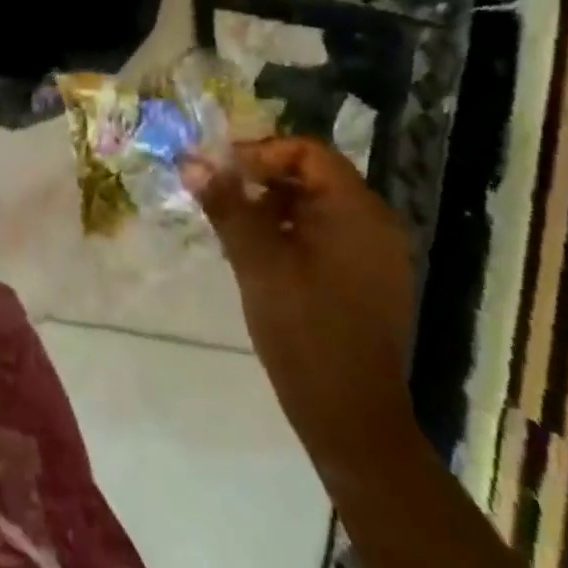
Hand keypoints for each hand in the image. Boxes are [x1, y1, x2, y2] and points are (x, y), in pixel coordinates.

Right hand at [185, 137, 415, 469]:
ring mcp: (374, 253)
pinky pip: (326, 234)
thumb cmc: (304, 329)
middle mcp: (374, 223)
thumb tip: (192, 162)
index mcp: (355, 210)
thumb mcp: (256, 261)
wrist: (351, 416)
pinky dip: (290, 232)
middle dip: (261, 179)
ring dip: (272, 206)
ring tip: (232, 228)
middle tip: (219, 197)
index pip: (307, 151)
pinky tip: (259, 256)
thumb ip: (226, 205)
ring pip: (316, 206)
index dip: (260, 153)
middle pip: (312, 175)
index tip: (221, 172)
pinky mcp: (367, 279)